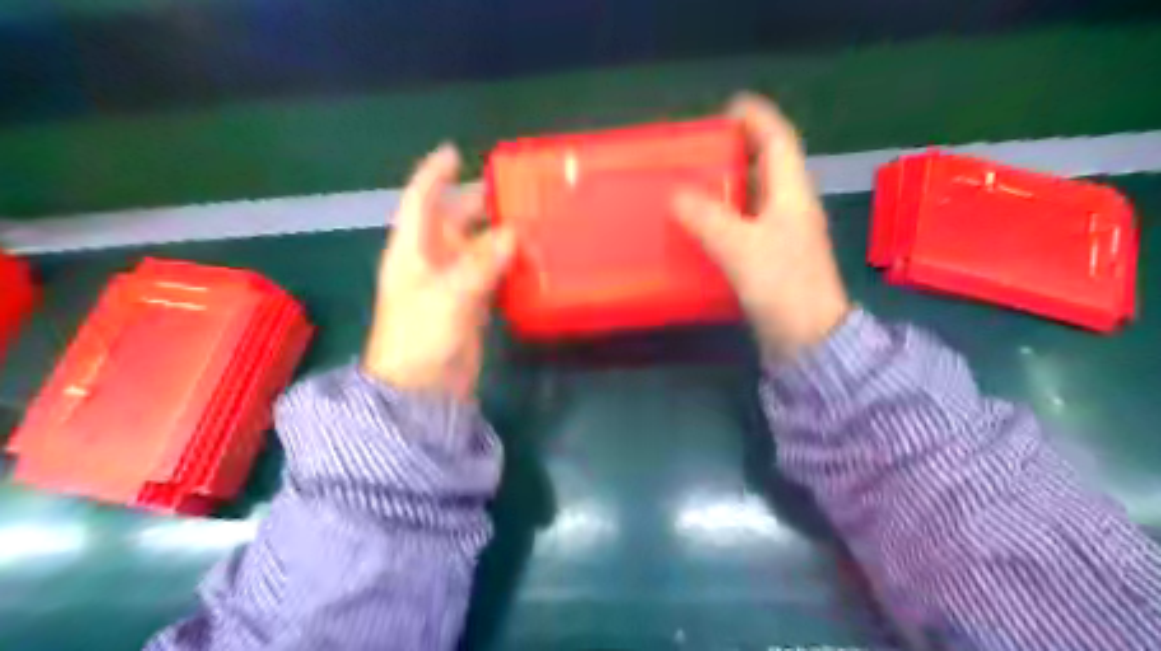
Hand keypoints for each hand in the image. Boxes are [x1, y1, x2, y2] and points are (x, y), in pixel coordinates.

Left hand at [364, 144, 512, 401]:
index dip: (434, 174)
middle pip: (454, 221)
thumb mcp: (449, 296)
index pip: (420, 201)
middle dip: (479, 203)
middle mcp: (431, 261)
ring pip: (477, 247)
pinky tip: (530, 258)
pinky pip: (490, 274)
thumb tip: (514, 234)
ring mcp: (451, 284)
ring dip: (499, 234)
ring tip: (532, 220)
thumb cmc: (422, 339)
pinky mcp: (470, 305)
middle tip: (514, 190)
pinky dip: (507, 264)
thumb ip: (481, 264)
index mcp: (413, 251)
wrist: (421, 391)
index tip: (455, 151)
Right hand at [673, 91, 849, 359]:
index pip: (778, 141)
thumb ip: (707, 218)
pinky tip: (703, 225)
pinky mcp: (772, 259)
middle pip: (768, 167)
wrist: (807, 338)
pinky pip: (746, 225)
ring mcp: (783, 235)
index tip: (730, 107)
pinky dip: (726, 217)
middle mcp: (790, 208)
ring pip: (756, 197)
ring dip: (730, 185)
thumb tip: (676, 195)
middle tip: (702, 148)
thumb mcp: (741, 247)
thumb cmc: (781, 286)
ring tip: (696, 182)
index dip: (758, 118)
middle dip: (739, 149)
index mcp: (792, 194)